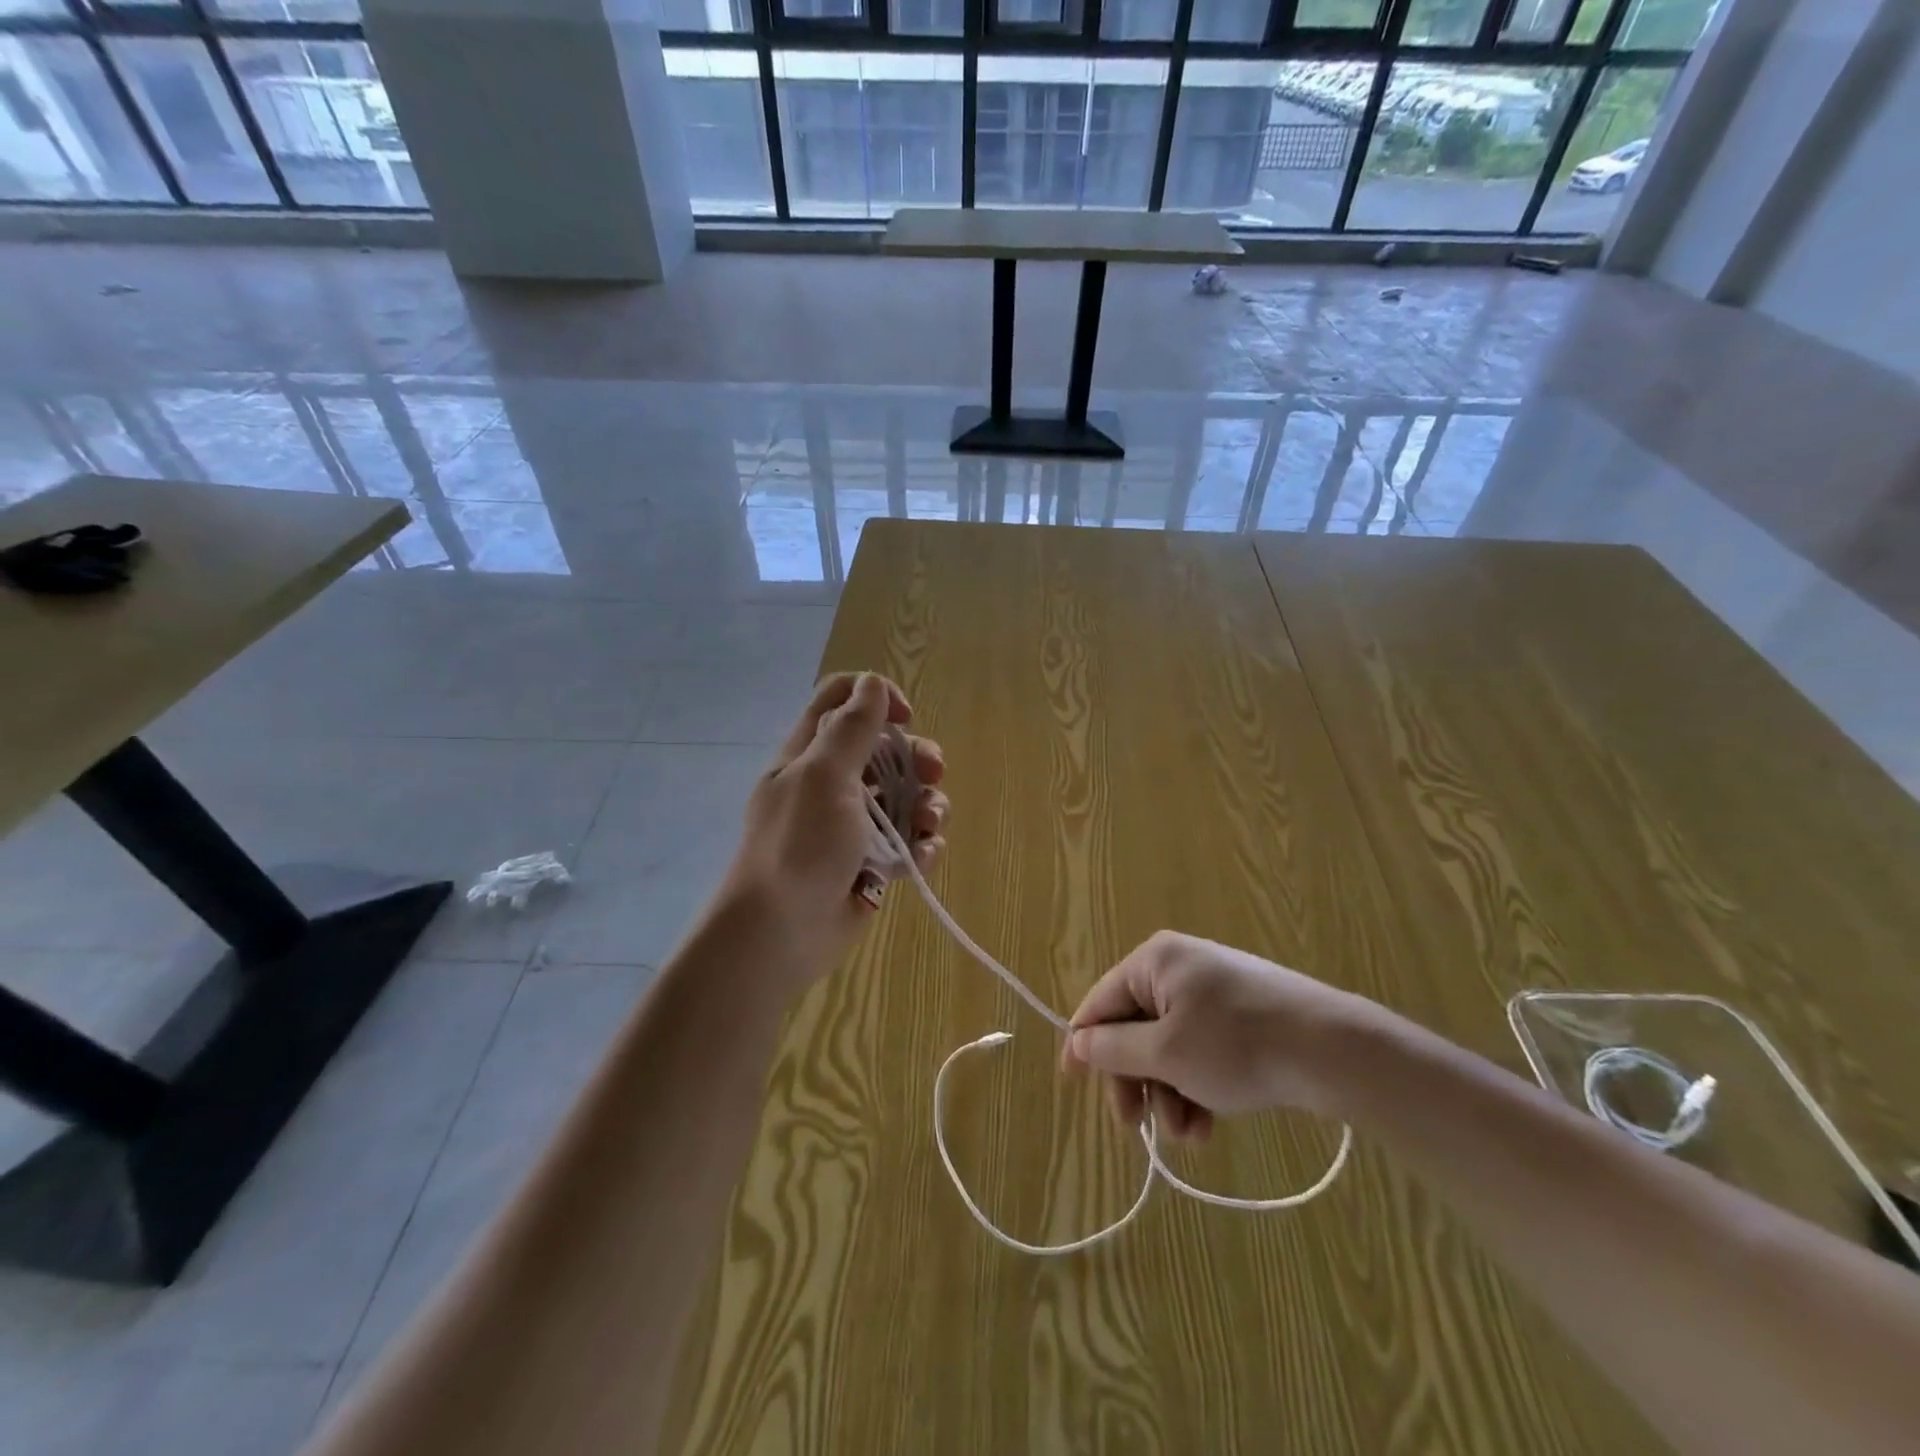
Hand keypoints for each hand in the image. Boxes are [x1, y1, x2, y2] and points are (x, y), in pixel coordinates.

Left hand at [723, 672, 947, 971]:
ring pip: (904, 798)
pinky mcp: (872, 863)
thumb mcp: (823, 775)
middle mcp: (832, 784)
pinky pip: (907, 842)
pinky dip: (921, 846)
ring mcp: (853, 826)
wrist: (781, 932)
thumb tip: (872, 683)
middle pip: (885, 751)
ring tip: (929, 826)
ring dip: (927, 806)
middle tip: (933, 774)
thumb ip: (851, 728)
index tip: (905, 719)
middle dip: (916, 758)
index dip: (876, 699)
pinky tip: (921, 858)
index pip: (841, 702)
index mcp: (810, 755)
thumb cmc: (799, 844)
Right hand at [1060, 931, 1370, 1141]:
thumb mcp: (1166, 1054)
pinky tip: (1208, 1124)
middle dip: (1137, 1081)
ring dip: (1169, 1093)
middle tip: (1137, 1127)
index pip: (1101, 1002)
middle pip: (1135, 1028)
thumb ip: (1114, 1049)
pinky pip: (1200, 1048)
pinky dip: (1197, 1085)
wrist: (1332, 1050)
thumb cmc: (1236, 1046)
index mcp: (1154, 961)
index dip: (1083, 1044)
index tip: (1072, 1086)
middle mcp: (1178, 966)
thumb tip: (1078, 1041)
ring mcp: (1213, 989)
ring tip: (1189, 1135)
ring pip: (1169, 1045)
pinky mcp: (1241, 1013)